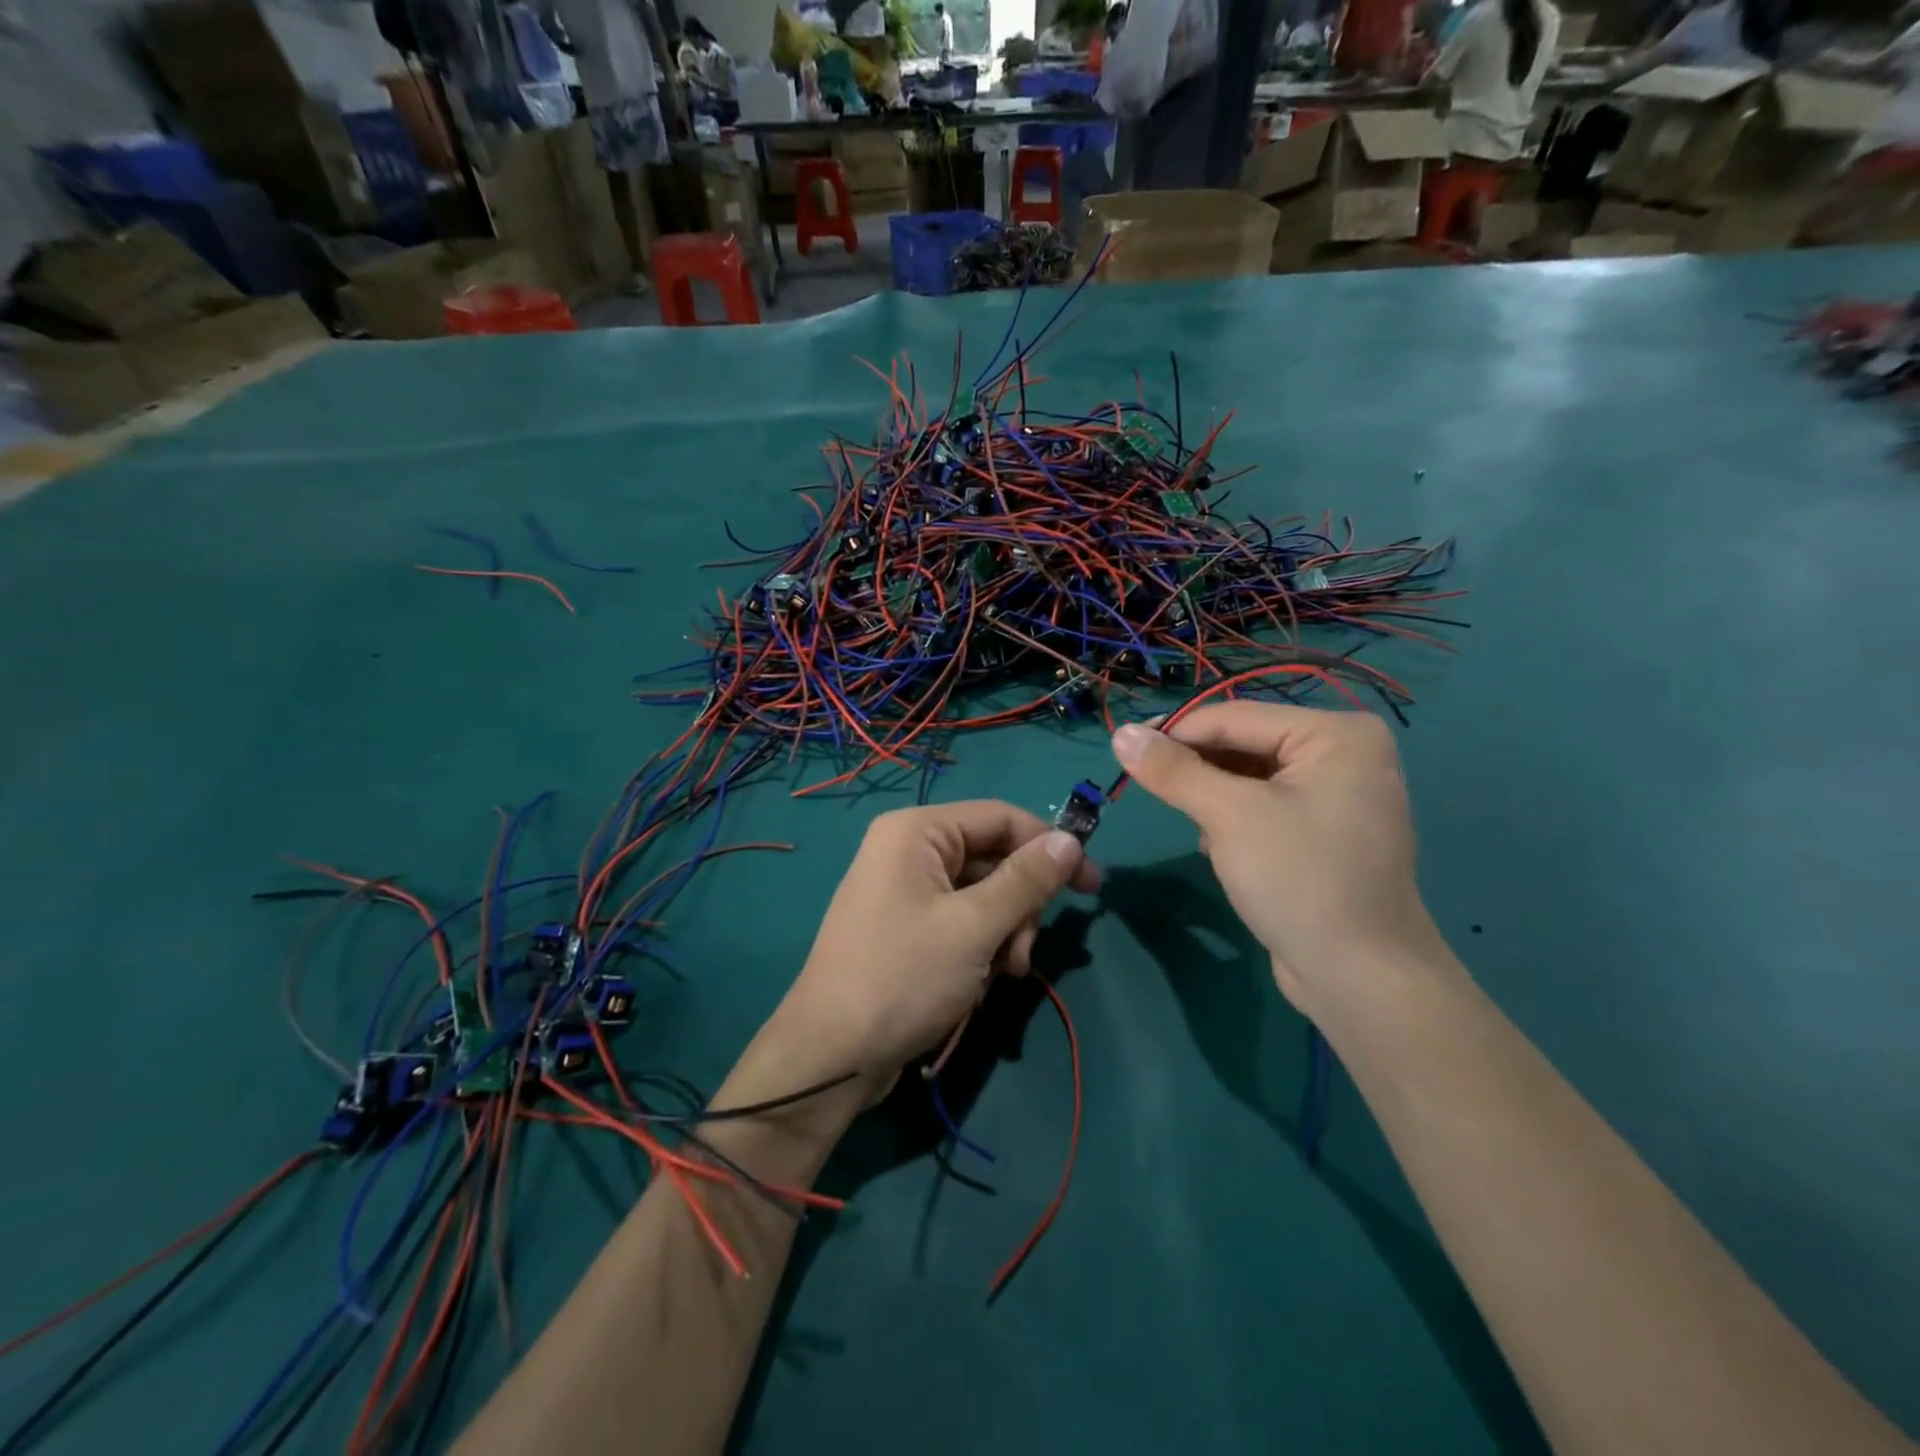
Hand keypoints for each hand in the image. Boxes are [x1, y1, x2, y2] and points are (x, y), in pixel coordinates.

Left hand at [766, 802, 1098, 1080]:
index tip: (1091, 887)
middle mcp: (909, 850)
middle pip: (994, 858)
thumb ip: (1026, 880)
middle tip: (1022, 952)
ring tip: (1002, 973)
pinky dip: (981, 947)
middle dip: (1020, 905)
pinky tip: (980, 982)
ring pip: (983, 895)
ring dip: (1004, 932)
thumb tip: (1071, 839)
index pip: (1001, 818)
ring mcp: (905, 890)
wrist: (831, 1057)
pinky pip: (962, 920)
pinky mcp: (907, 928)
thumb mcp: (974, 927)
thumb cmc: (903, 977)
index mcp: (917, 832)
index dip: (1050, 846)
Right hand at [1110, 705, 1440, 1009]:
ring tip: (1186, 820)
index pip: (1235, 717)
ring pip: (1251, 776)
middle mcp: (1344, 754)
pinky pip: (1266, 805)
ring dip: (1212, 795)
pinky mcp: (1326, 832)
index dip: (1175, 731)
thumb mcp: (1228, 816)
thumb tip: (1120, 734)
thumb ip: (1173, 770)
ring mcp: (1339, 795)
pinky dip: (1233, 817)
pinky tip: (1215, 845)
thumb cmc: (1299, 879)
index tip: (1122, 748)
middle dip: (1196, 767)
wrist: (1360, 977)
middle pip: (1245, 743)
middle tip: (1144, 784)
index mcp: (1336, 734)